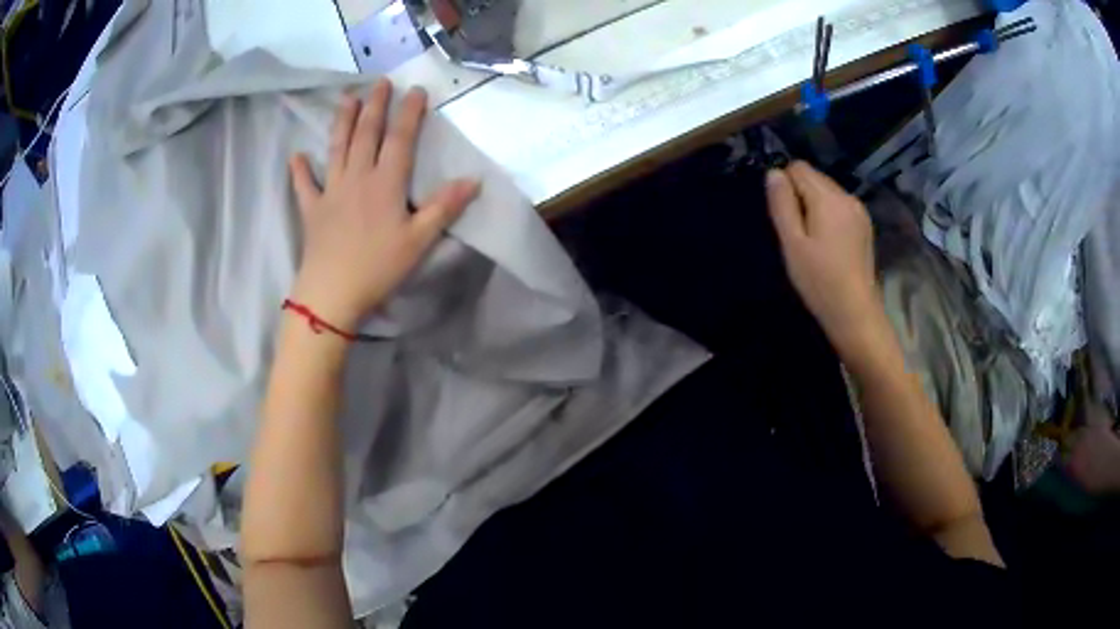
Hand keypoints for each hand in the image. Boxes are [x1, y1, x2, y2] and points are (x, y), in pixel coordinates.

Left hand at [288, 79, 479, 330]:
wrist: (332, 293)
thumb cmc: (378, 267)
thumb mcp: (419, 240)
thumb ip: (444, 208)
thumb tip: (473, 180)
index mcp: (385, 183)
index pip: (400, 139)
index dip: (409, 112)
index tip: (416, 89)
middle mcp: (357, 177)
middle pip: (366, 134)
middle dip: (375, 106)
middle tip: (380, 82)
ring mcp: (331, 191)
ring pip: (337, 148)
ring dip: (342, 122)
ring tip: (347, 99)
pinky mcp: (312, 210)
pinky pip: (304, 185)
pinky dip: (300, 170)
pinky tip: (297, 156)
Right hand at [765, 162, 882, 355]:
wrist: (855, 312)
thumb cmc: (820, 280)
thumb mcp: (792, 243)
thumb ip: (782, 204)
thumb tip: (773, 173)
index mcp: (828, 198)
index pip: (799, 168)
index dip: (785, 185)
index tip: (783, 215)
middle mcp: (846, 196)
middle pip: (815, 177)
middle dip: (800, 194)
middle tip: (796, 232)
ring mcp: (859, 210)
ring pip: (827, 191)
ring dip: (814, 205)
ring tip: (811, 240)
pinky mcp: (864, 225)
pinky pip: (839, 206)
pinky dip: (828, 215)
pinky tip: (827, 243)